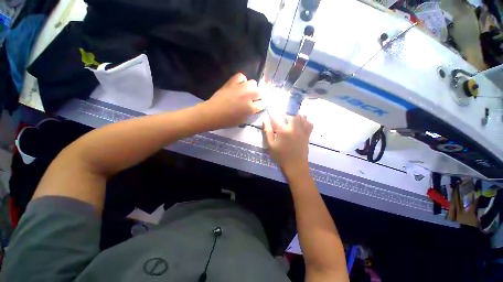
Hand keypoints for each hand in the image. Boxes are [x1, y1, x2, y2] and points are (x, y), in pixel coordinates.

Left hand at [203, 73, 265, 128]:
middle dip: (259, 96)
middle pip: (260, 92)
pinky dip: (242, 80)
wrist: (212, 113)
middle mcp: (248, 96)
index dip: (262, 105)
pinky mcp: (231, 82)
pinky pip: (241, 76)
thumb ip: (251, 113)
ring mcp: (239, 88)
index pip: (263, 103)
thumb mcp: (242, 121)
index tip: (260, 105)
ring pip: (253, 83)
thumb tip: (254, 107)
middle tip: (254, 99)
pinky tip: (240, 85)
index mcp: (250, 108)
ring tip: (247, 92)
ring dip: (252, 88)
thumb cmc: (227, 121)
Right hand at [263, 114, 312, 174]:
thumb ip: (267, 132)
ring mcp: (302, 130)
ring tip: (289, 122)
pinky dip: (305, 121)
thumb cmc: (281, 156)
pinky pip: (309, 123)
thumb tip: (265, 120)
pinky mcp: (307, 134)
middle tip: (279, 122)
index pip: (276, 117)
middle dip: (283, 116)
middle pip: (289, 115)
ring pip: (300, 116)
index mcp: (283, 130)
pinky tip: (300, 124)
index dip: (271, 116)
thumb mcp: (270, 145)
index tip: (269, 117)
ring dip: (293, 116)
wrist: (295, 165)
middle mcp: (294, 127)